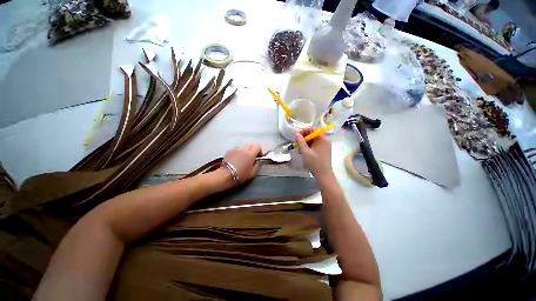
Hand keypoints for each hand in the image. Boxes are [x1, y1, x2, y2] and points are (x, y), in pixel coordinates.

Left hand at [222, 144, 261, 183]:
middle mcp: (243, 149)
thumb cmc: (240, 175)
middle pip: (250, 145)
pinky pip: (236, 150)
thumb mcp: (253, 173)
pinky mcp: (229, 151)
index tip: (258, 156)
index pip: (258, 146)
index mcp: (251, 154)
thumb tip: (258, 161)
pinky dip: (238, 153)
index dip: (259, 151)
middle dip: (252, 150)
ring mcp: (235, 149)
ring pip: (243, 147)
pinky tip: (236, 160)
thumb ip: (258, 165)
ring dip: (245, 151)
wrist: (225, 175)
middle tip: (251, 158)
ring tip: (242, 159)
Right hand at [295, 129, 332, 178]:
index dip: (304, 131)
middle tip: (297, 143)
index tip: (297, 136)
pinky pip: (316, 144)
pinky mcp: (324, 150)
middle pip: (314, 134)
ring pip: (314, 140)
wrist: (324, 175)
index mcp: (323, 139)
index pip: (313, 129)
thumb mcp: (305, 152)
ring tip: (300, 148)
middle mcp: (326, 140)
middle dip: (304, 137)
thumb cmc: (314, 163)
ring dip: (306, 142)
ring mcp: (326, 145)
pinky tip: (305, 151)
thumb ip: (300, 141)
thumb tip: (296, 133)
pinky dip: (310, 146)